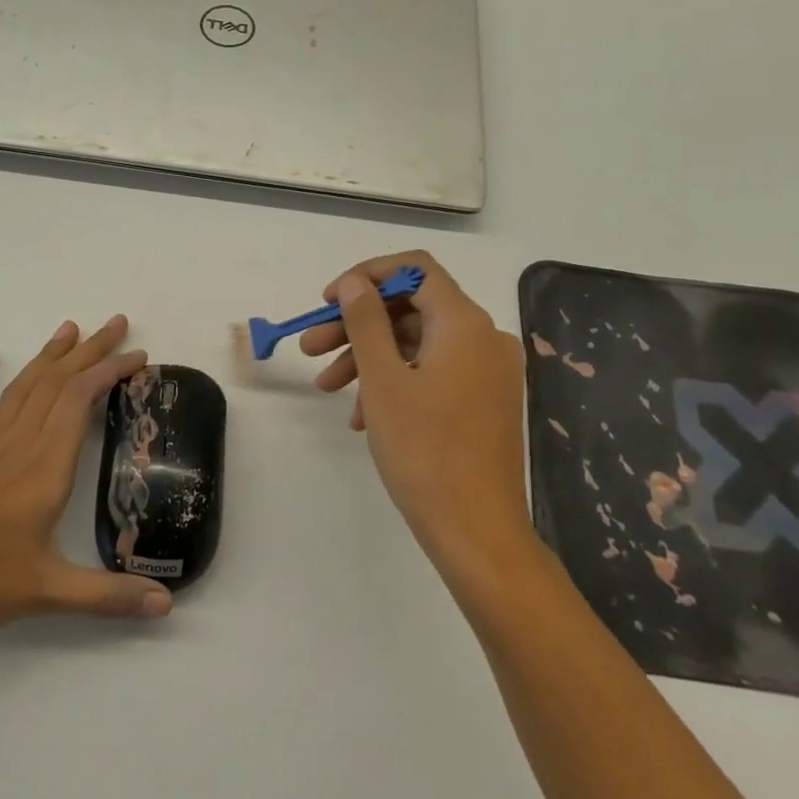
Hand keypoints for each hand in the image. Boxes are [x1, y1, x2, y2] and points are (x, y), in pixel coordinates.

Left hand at [0, 316, 172, 657]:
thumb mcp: (50, 593)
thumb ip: (111, 596)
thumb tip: (168, 605)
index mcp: (43, 471)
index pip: (79, 402)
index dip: (109, 372)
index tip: (138, 356)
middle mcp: (16, 449)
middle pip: (55, 385)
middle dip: (89, 351)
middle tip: (117, 324)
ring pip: (21, 391)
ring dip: (48, 357)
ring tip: (69, 329)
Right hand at [300, 253, 531, 578]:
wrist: (476, 529)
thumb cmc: (424, 449)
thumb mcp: (382, 380)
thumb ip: (365, 322)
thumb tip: (354, 282)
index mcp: (465, 323)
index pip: (415, 269)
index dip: (367, 277)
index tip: (327, 302)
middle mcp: (484, 338)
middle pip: (411, 310)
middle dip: (357, 325)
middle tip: (310, 349)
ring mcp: (488, 371)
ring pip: (418, 345)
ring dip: (369, 358)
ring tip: (328, 388)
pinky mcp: (484, 400)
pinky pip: (433, 373)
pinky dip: (395, 382)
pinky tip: (362, 416)